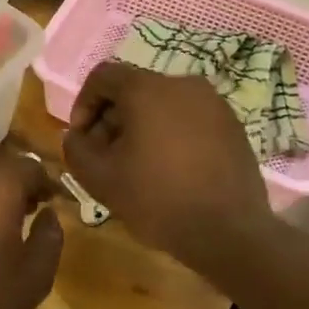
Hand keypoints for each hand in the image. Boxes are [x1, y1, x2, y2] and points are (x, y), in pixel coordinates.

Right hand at [62, 63, 274, 276]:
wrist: (228, 232)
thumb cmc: (156, 199)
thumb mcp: (99, 178)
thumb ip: (76, 148)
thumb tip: (77, 135)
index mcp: (147, 89)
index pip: (103, 76)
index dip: (83, 104)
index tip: (82, 139)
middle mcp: (183, 84)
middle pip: (134, 90)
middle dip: (112, 119)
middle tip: (105, 156)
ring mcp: (214, 104)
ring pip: (163, 105)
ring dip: (141, 128)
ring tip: (137, 166)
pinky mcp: (232, 125)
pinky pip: (189, 119)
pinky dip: (171, 135)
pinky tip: (169, 170)